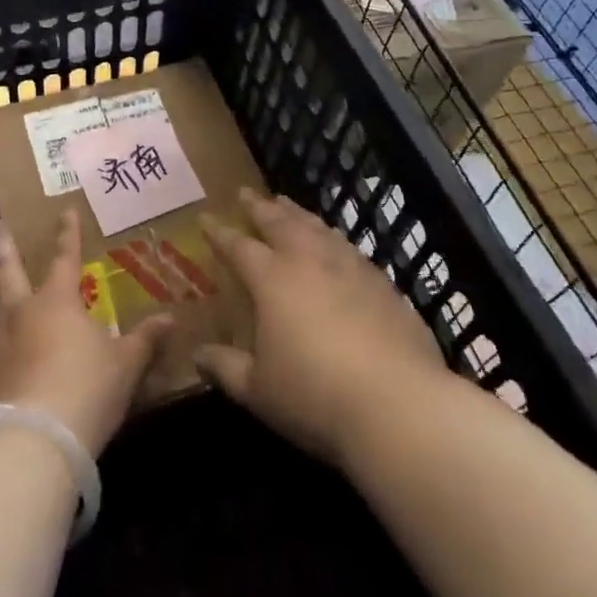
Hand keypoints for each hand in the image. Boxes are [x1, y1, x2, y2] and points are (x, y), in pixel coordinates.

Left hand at [0, 213, 172, 457]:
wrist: (29, 441)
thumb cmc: (85, 393)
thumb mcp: (125, 366)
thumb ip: (144, 340)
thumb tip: (170, 318)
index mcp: (55, 302)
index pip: (64, 258)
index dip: (68, 235)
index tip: (65, 211)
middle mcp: (15, 312)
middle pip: (5, 269)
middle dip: (3, 245)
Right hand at [194, 189, 446, 468]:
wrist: (399, 403)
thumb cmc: (315, 395)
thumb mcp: (258, 390)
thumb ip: (225, 368)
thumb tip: (197, 356)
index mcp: (272, 279)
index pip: (238, 246)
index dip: (219, 233)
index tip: (206, 218)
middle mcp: (309, 260)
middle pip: (279, 222)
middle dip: (259, 207)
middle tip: (246, 192)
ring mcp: (349, 267)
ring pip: (316, 227)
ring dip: (297, 213)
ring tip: (285, 204)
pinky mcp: (382, 283)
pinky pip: (348, 247)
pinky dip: (331, 236)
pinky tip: (334, 243)